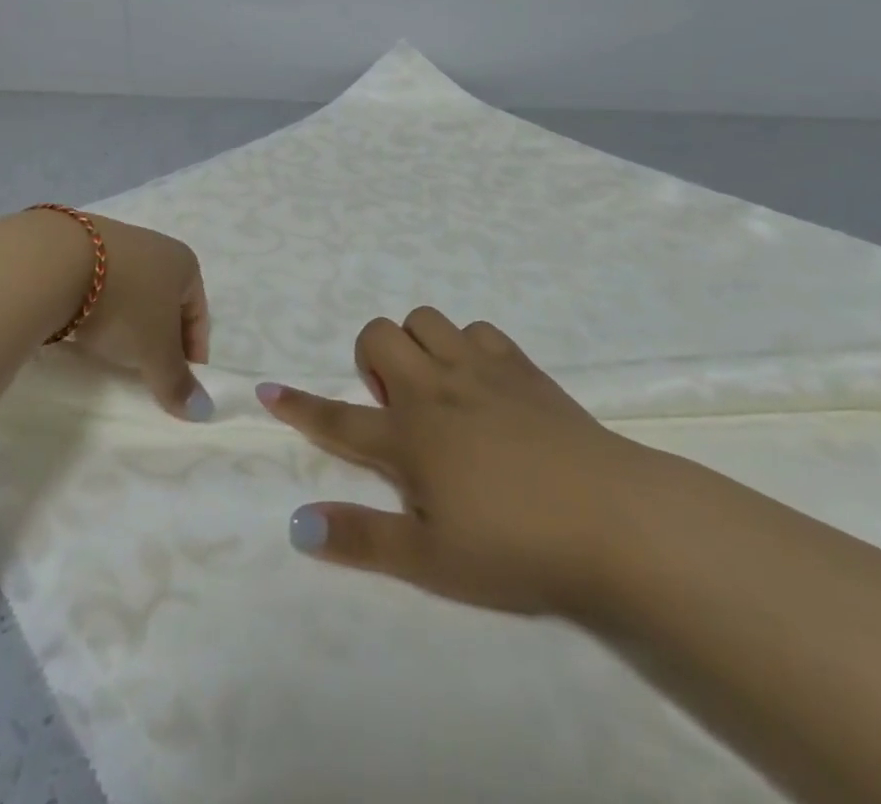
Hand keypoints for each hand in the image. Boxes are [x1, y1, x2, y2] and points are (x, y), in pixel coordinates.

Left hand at [69, 215, 213, 420]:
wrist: (56, 263)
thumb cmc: (124, 304)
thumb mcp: (155, 351)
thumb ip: (177, 381)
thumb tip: (203, 410)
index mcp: (183, 263)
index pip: (198, 313)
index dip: (194, 351)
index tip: (181, 384)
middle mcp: (154, 247)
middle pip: (165, 303)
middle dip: (160, 338)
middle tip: (149, 372)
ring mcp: (115, 243)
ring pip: (131, 293)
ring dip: (128, 324)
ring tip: (115, 354)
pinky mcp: (78, 248)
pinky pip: (100, 288)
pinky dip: (100, 311)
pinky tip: (86, 330)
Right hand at [258, 306, 650, 618]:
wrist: (613, 519)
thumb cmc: (516, 547)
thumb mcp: (433, 561)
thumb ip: (362, 540)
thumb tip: (297, 524)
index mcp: (409, 437)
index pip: (338, 418)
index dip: (298, 405)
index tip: (268, 389)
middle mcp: (435, 389)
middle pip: (378, 335)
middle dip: (370, 358)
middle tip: (396, 406)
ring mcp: (479, 369)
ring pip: (425, 319)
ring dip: (418, 344)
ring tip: (438, 390)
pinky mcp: (521, 365)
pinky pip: (477, 328)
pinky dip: (467, 346)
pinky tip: (484, 383)